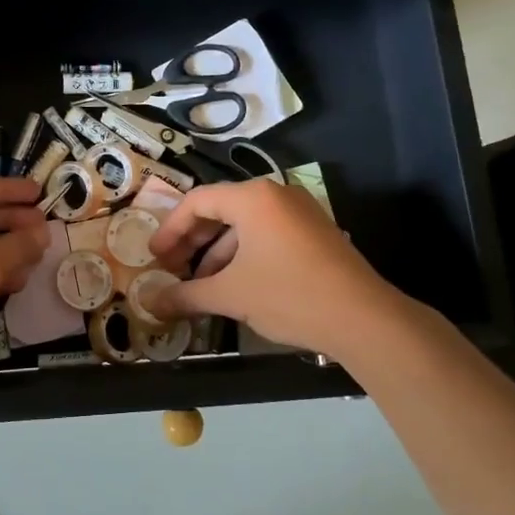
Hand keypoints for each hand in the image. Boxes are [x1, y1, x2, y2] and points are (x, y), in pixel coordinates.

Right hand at [144, 179, 409, 358]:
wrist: (365, 319)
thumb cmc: (290, 295)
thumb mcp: (231, 295)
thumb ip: (186, 295)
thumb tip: (149, 302)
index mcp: (252, 197)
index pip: (196, 201)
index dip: (170, 229)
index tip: (154, 257)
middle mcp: (275, 194)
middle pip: (220, 209)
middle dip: (192, 242)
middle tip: (171, 269)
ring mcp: (299, 211)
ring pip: (244, 225)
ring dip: (217, 253)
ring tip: (201, 285)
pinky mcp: (314, 232)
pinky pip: (267, 234)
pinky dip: (244, 255)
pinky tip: (236, 286)